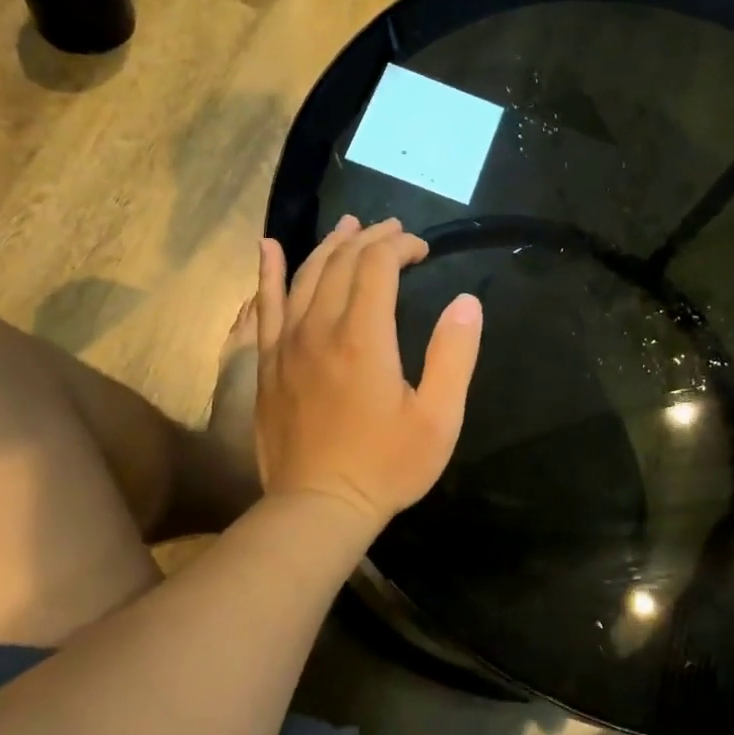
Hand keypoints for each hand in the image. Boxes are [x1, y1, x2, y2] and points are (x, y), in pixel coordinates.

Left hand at [254, 216, 481, 531]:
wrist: (319, 507)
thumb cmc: (386, 465)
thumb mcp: (439, 418)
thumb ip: (454, 356)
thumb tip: (467, 302)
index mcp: (364, 338)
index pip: (378, 266)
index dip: (401, 247)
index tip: (423, 250)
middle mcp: (320, 328)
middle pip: (341, 263)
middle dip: (371, 239)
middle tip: (394, 231)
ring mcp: (287, 344)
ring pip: (304, 276)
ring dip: (330, 246)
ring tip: (349, 227)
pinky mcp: (267, 363)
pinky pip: (265, 306)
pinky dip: (268, 272)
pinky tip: (268, 247)